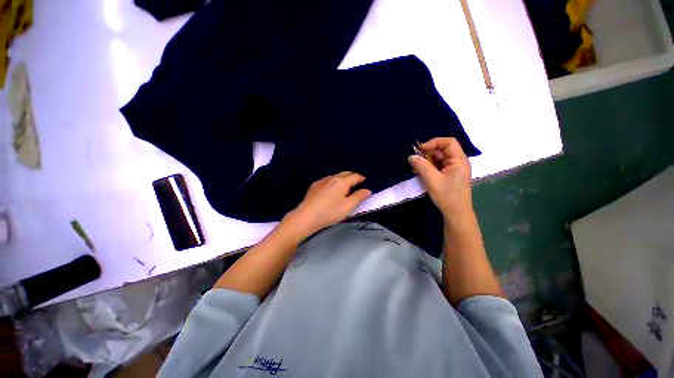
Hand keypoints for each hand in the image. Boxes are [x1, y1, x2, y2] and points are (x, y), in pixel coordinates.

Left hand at [282, 172, 371, 237]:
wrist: (306, 216)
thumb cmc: (330, 212)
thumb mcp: (348, 207)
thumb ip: (359, 197)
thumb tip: (368, 190)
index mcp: (342, 181)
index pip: (355, 176)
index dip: (362, 178)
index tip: (365, 181)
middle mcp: (332, 177)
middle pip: (345, 173)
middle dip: (353, 176)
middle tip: (357, 183)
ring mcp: (322, 180)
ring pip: (336, 176)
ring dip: (343, 178)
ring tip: (345, 186)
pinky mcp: (315, 185)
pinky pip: (328, 179)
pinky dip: (334, 181)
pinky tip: (332, 189)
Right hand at [408, 137, 472, 223]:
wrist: (456, 213)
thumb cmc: (447, 196)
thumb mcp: (432, 180)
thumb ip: (421, 166)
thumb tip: (411, 156)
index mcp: (459, 160)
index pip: (449, 142)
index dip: (434, 142)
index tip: (420, 150)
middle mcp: (458, 162)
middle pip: (443, 150)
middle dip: (428, 153)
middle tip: (415, 160)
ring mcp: (454, 169)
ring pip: (439, 158)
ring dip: (427, 161)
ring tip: (415, 167)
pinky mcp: (450, 175)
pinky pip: (439, 166)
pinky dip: (429, 167)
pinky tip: (419, 172)